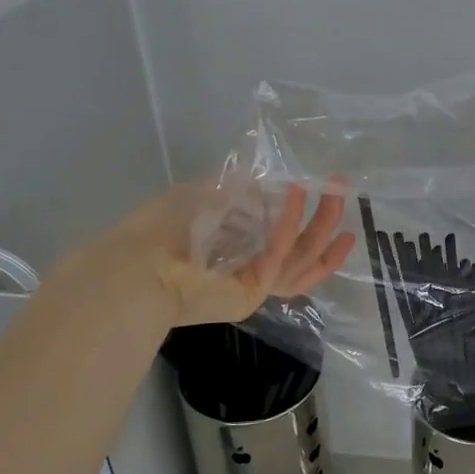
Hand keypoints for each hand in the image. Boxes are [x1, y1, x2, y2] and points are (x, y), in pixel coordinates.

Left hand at [67, 181, 354, 330]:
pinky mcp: (251, 293)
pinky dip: (288, 224)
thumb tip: (264, 180)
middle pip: (302, 253)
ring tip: (336, 197)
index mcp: (237, 253)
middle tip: (343, 195)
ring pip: (302, 261)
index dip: (310, 225)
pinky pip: (278, 256)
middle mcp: (249, 272)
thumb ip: (234, 191)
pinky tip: (295, 194)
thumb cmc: (159, 230)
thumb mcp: (201, 197)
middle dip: (325, 224)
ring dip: (321, 227)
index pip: (285, 245)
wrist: (131, 267)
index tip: (328, 200)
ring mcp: (252, 285)